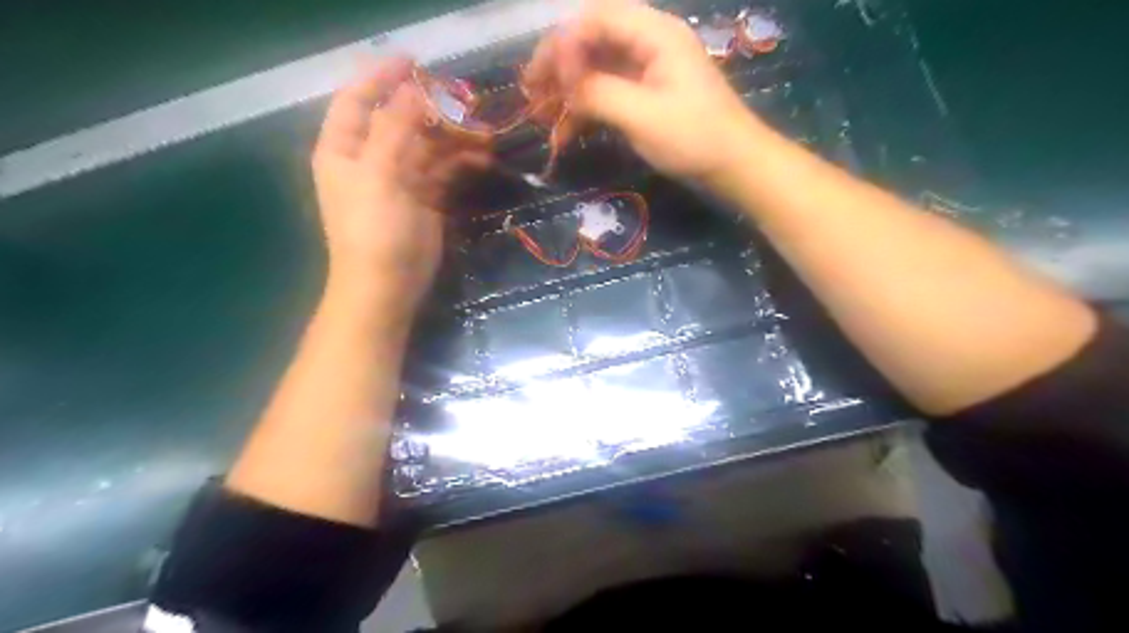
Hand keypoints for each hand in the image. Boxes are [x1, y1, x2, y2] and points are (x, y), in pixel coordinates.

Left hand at [309, 58, 487, 312]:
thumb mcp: (378, 174)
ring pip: (427, 144)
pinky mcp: (425, 197)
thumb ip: (394, 128)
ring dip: (454, 137)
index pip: (357, 99)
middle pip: (400, 120)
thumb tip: (412, 90)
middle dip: (431, 110)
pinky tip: (482, 157)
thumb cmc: (373, 229)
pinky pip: (443, 169)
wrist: (387, 284)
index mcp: (344, 148)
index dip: (381, 77)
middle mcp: (370, 157)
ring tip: (485, 134)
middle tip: (465, 102)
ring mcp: (400, 178)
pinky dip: (461, 161)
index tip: (414, 63)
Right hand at [527, 1, 758, 184]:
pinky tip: (567, 133)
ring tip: (542, 117)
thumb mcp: (643, 115)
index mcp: (654, 34)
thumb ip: (599, 93)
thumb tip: (562, 85)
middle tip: (532, 92)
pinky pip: (608, 93)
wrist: (734, 166)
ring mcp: (647, 71)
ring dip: (569, 91)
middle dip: (560, 66)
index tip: (544, 80)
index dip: (564, 44)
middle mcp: (648, 43)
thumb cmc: (694, 138)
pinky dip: (586, 110)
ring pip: (596, 69)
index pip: (595, 18)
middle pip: (592, 40)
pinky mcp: (646, 96)